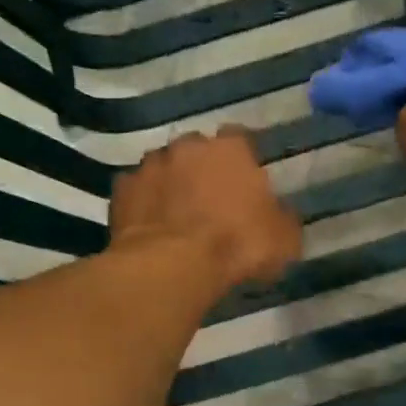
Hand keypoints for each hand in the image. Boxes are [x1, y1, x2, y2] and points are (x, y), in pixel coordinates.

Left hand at [109, 128, 301, 290]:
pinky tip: (149, 225)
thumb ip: (283, 218)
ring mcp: (150, 165)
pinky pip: (136, 191)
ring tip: (176, 214)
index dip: (243, 160)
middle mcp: (188, 146)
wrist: (171, 266)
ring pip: (164, 167)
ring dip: (170, 183)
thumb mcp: (283, 239)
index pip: (241, 138)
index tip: (246, 181)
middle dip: (203, 168)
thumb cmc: (236, 246)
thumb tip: (280, 214)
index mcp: (231, 149)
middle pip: (197, 150)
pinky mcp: (121, 190)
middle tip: (210, 199)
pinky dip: (143, 203)